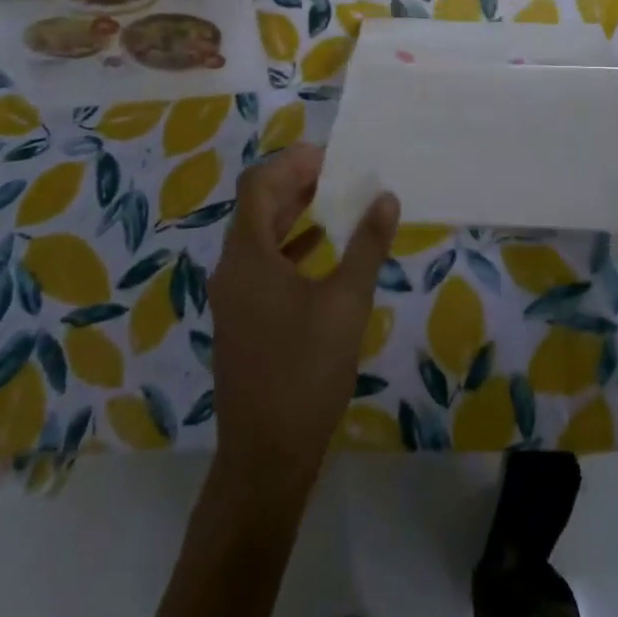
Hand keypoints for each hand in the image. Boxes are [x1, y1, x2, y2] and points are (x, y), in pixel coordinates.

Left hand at [209, 144, 399, 489]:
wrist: (265, 458)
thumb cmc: (306, 372)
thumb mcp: (346, 303)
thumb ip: (366, 246)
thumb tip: (385, 197)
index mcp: (248, 255)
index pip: (259, 184)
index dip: (292, 163)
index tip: (332, 158)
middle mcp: (232, 267)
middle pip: (257, 206)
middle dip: (296, 184)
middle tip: (340, 174)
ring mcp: (233, 296)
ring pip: (259, 236)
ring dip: (294, 214)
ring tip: (337, 203)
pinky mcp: (242, 320)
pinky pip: (262, 264)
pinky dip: (290, 247)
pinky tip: (322, 251)